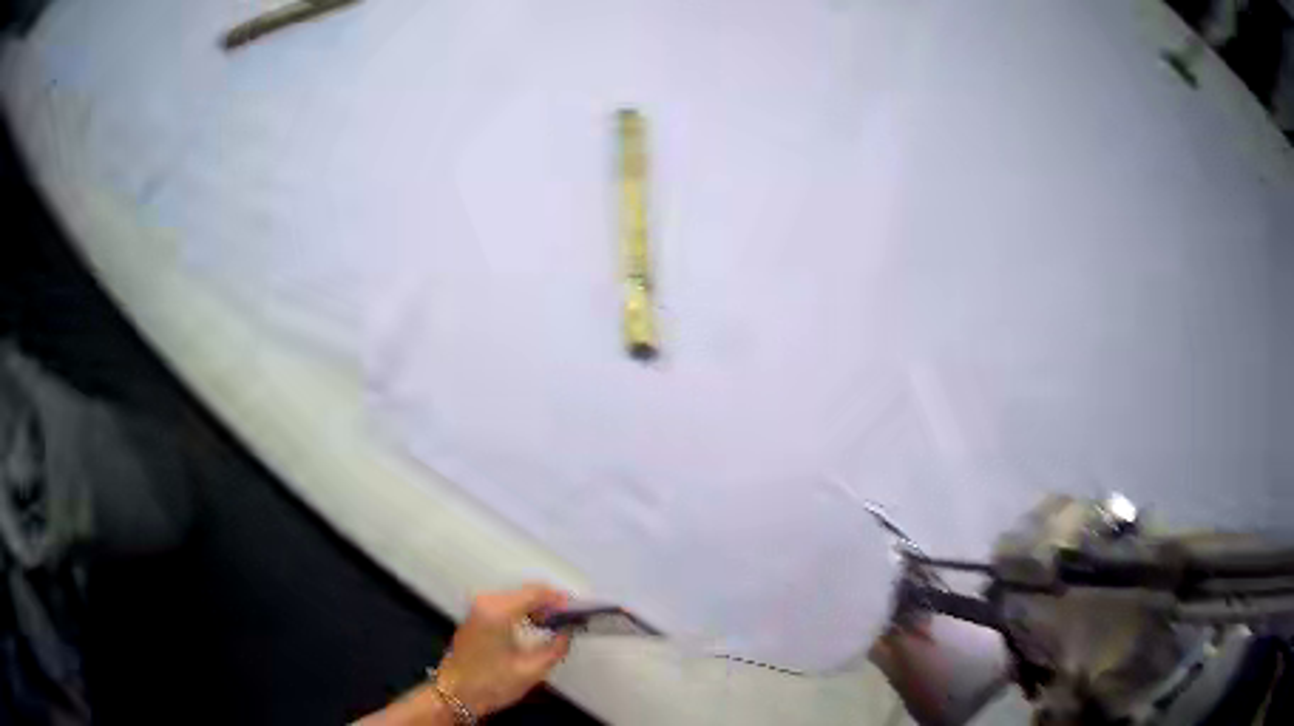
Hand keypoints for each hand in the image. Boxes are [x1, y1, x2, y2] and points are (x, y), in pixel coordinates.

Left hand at [433, 584, 572, 717]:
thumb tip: (569, 631)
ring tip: (558, 625)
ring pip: (517, 596)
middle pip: (526, 591)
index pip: (536, 592)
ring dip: (538, 607)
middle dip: (551, 603)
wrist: (454, 694)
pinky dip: (525, 610)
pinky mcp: (476, 615)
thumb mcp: (531, 671)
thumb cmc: (491, 683)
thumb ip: (556, 647)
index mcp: (498, 611)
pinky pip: (506, 604)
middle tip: (572, 620)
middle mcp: (486, 601)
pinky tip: (537, 626)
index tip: (580, 611)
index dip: (560, 599)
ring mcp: (478, 607)